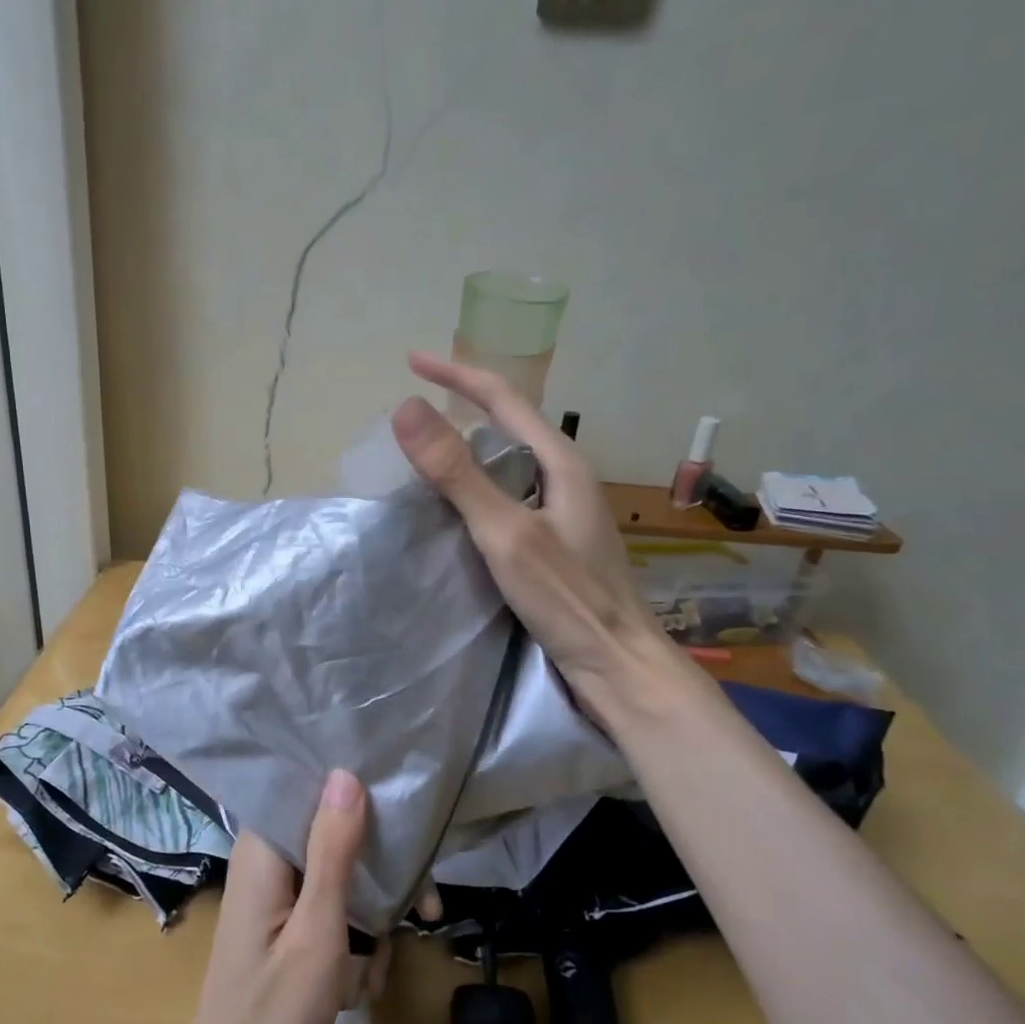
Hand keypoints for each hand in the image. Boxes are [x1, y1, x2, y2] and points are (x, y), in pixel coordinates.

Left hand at [180, 770, 386, 1023]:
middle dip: (380, 877)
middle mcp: (267, 861)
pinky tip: (357, 985)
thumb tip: (346, 773)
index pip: (312, 792)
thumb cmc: (273, 1011)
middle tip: (425, 911)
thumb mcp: (317, 929)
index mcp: (264, 849)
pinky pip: (329, 912)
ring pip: (340, 880)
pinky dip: (351, 943)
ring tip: (373, 971)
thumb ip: (334, 849)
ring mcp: (275, 896)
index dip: (360, 797)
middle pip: (335, 838)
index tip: (405, 816)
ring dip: (369, 921)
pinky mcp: (284, 925)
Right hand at [391, 352, 666, 704]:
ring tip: (429, 453)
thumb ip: (457, 473)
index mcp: (560, 462)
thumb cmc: (567, 598)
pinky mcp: (558, 539)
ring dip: (471, 449)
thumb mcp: (505, 533)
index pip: (503, 399)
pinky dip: (480, 486)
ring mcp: (565, 509)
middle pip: (509, 425)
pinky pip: (511, 494)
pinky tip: (460, 508)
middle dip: (464, 406)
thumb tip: (406, 408)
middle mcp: (567, 476)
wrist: (618, 663)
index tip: (410, 360)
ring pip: (510, 462)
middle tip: (417, 411)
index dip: (456, 374)